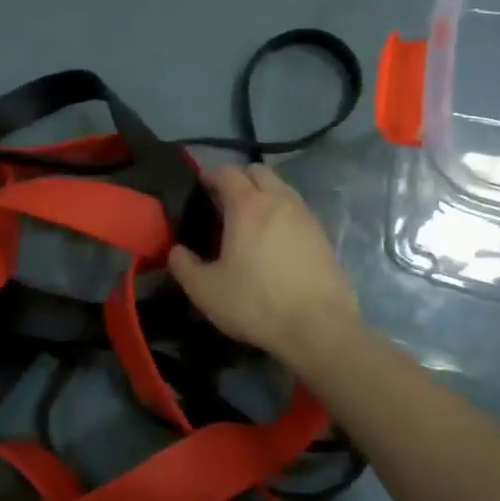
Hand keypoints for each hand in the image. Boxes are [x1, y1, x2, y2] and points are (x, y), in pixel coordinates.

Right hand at [168, 163, 361, 371]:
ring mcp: (306, 216)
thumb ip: (184, 266)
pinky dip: (282, 213)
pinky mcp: (323, 236)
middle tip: (224, 201)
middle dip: (240, 178)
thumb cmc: (256, 303)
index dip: (211, 175)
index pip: (227, 172)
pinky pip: (297, 210)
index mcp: (247, 206)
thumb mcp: (205, 290)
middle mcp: (279, 201)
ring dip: (263, 194)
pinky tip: (274, 240)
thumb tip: (176, 251)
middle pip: (259, 171)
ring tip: (249, 220)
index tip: (201, 187)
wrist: (319, 329)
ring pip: (281, 188)